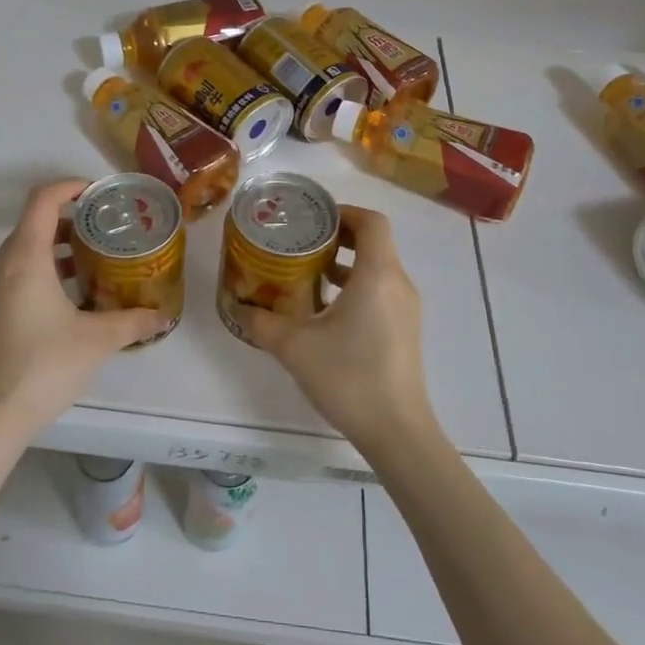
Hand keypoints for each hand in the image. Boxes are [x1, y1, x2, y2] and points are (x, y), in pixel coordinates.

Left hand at [0, 179, 164, 437]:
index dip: (70, 186)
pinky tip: (67, 300)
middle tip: (103, 231)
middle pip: (33, 224)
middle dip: (69, 220)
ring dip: (55, 249)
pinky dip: (40, 272)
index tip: (97, 192)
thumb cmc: (44, 365)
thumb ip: (133, 321)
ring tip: (91, 264)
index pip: (42, 200)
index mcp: (25, 258)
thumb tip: (163, 316)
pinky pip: (13, 275)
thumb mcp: (97, 340)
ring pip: (22, 251)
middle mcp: (0, 265)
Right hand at [236, 205, 436, 452]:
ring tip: (309, 275)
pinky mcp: (405, 331)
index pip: (371, 221)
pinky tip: (327, 312)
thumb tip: (238, 307)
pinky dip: (357, 287)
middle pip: (375, 242)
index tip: (313, 220)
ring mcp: (406, 309)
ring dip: (346, 264)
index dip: (343, 212)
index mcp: (377, 274)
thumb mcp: (295, 347)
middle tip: (302, 244)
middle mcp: (398, 283)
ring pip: (378, 268)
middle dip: (339, 237)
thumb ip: (263, 322)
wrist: (397, 431)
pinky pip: (382, 291)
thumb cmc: (349, 376)